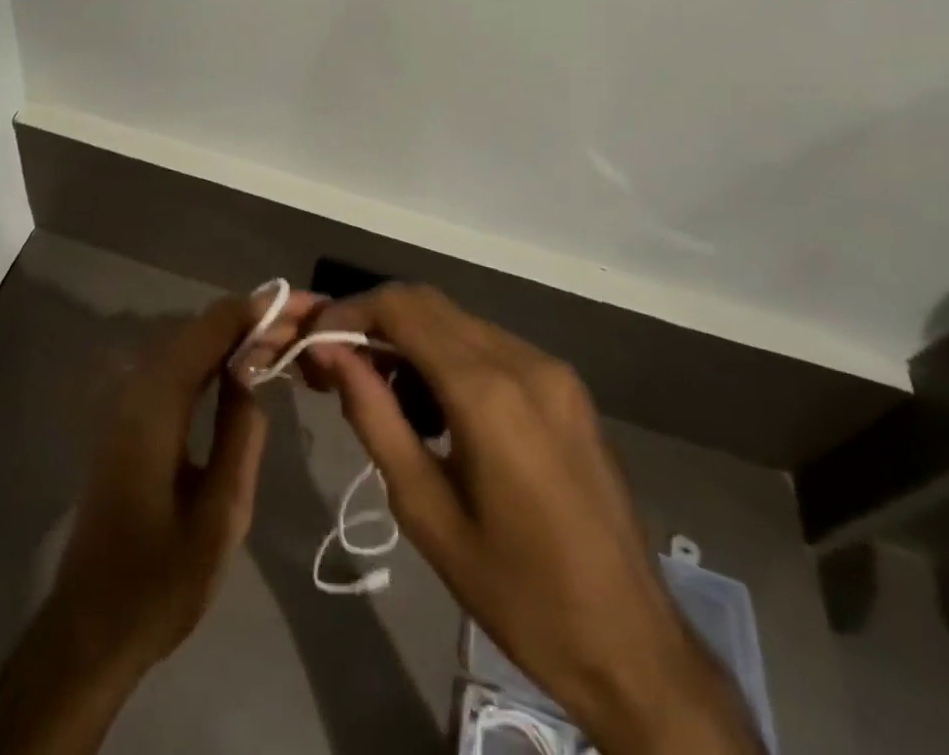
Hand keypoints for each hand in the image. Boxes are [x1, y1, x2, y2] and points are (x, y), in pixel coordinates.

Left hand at [49, 291, 303, 669]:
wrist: (92, 626)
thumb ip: (241, 434)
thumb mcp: (222, 514)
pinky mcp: (125, 419)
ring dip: (231, 335)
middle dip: (250, 319)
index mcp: (157, 406)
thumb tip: (254, 372)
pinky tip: (239, 368)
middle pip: (197, 329)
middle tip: (302, 324)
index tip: (302, 304)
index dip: (256, 310)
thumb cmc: (161, 580)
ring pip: (184, 344)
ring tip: (281, 338)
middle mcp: (135, 389)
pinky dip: (210, 356)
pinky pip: (173, 367)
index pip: (210, 330)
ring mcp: (125, 403)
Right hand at [305, 285, 761, 754]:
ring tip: (387, 398)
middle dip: (375, 321)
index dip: (349, 312)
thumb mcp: (424, 509)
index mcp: (486, 391)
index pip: (401, 308)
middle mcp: (522, 359)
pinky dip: (449, 356)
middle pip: (427, 303)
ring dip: (411, 339)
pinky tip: (438, 410)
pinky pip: (490, 345)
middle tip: (339, 366)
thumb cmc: (517, 593)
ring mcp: (551, 368)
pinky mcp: (566, 386)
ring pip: (457, 321)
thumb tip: (331, 352)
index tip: (315, 341)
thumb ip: (373, 416)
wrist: (633, 647)